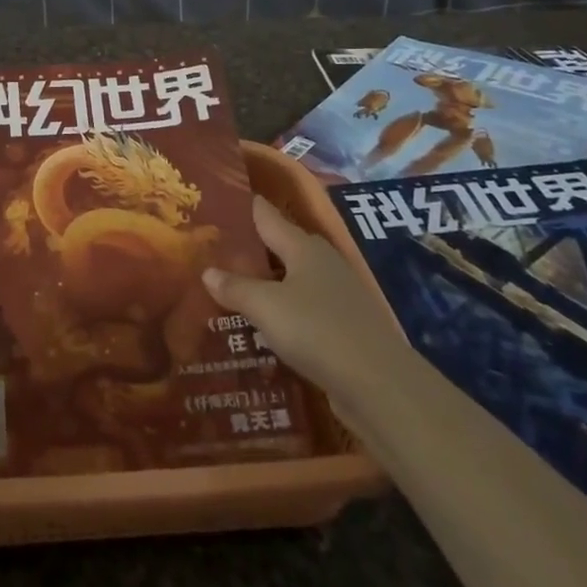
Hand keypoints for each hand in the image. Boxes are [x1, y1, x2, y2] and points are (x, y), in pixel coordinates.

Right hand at [203, 196, 403, 398]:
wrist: (379, 385)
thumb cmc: (316, 330)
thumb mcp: (265, 306)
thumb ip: (235, 288)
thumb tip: (207, 271)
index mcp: (303, 247)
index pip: (267, 215)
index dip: (244, 206)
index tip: (218, 200)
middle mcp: (322, 263)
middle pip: (281, 245)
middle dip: (251, 246)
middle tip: (215, 248)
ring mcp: (338, 295)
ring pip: (293, 278)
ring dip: (266, 282)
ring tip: (232, 286)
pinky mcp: (344, 325)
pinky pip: (304, 307)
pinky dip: (282, 310)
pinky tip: (264, 323)